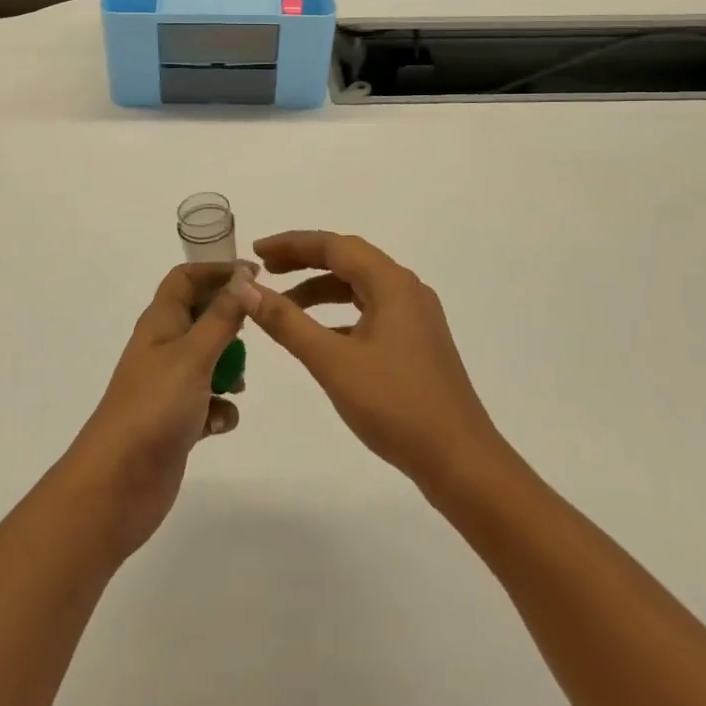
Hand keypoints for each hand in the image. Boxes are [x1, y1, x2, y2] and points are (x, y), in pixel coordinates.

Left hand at [64, 262, 254, 560]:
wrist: (117, 484)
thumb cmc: (154, 408)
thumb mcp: (193, 355)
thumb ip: (222, 317)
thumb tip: (243, 276)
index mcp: (160, 322)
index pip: (185, 278)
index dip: (217, 271)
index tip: (254, 276)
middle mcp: (163, 348)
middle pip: (201, 316)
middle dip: (230, 324)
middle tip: (257, 333)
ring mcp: (168, 386)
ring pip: (208, 361)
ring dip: (229, 369)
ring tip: (238, 386)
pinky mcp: (177, 421)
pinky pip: (208, 403)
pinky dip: (220, 409)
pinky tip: (219, 424)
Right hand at [247, 231, 501, 489]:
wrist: (460, 461)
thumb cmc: (395, 404)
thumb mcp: (331, 361)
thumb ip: (286, 321)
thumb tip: (245, 287)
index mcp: (391, 283)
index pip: (334, 245)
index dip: (291, 244)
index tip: (256, 252)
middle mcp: (406, 289)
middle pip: (348, 259)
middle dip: (304, 261)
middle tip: (264, 271)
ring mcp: (415, 316)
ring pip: (360, 287)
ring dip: (321, 289)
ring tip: (283, 305)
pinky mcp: (417, 342)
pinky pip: (371, 311)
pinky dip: (339, 314)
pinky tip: (319, 337)